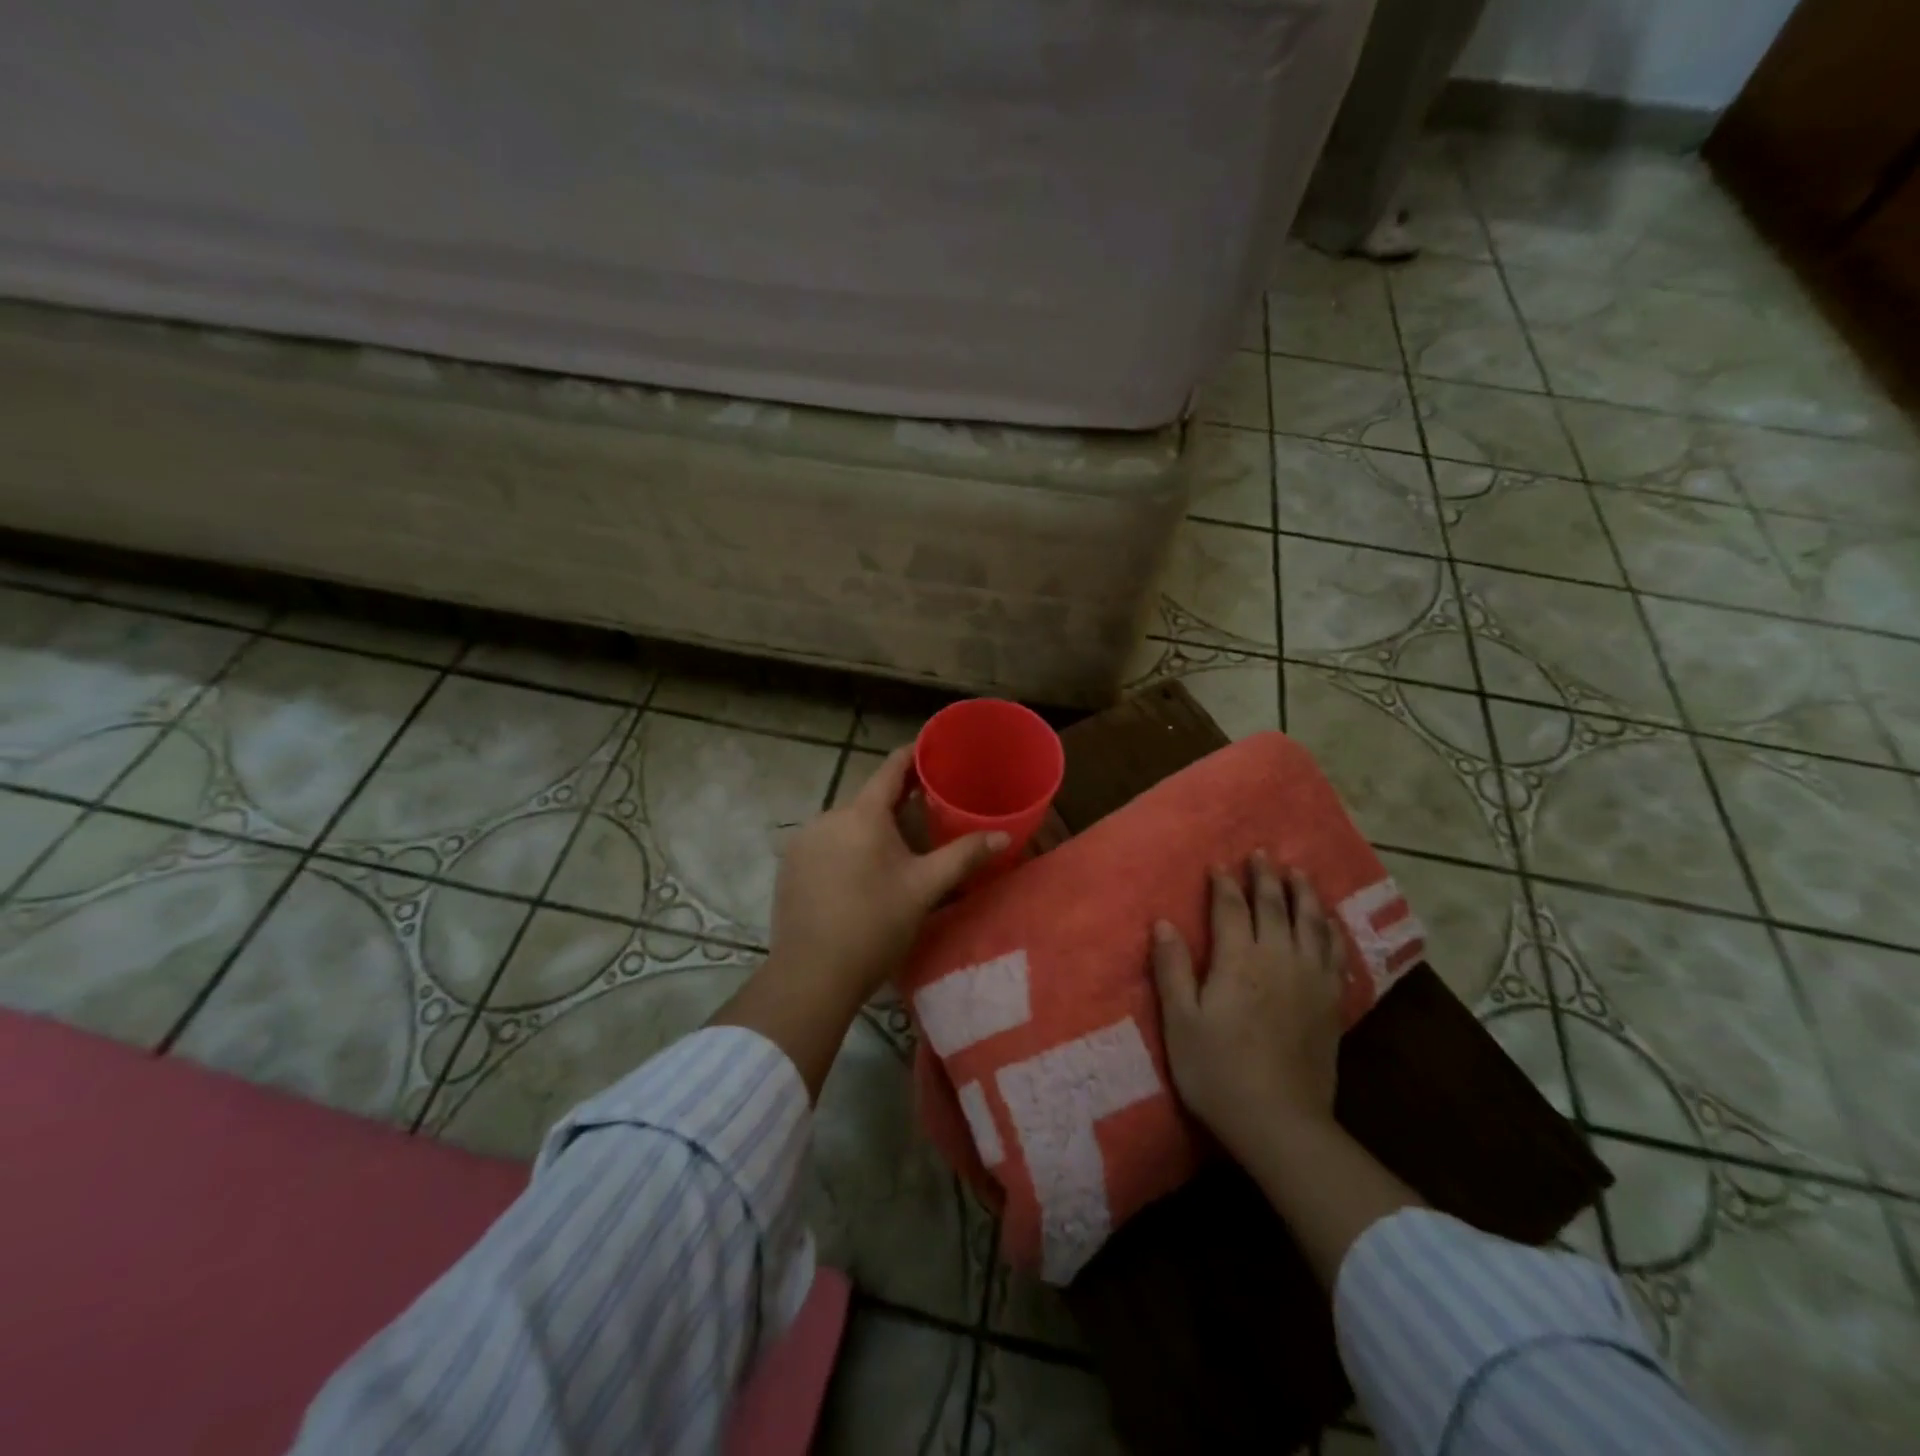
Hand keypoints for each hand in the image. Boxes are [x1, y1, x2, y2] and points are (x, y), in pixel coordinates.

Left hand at [766, 747, 1007, 1004]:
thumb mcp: (925, 888)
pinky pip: (825, 843)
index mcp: (862, 814)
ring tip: (895, 849)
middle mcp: (828, 817)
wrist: (812, 975)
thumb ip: (963, 856)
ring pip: (846, 823)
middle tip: (927, 810)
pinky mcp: (790, 865)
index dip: (913, 755)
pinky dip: (845, 847)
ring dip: (869, 828)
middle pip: (868, 799)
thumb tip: (1003, 835)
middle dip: (896, 802)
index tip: (933, 750)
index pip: (891, 769)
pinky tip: (858, 874)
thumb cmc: (875, 925)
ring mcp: (803, 841)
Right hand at [1151, 852, 1343, 1161]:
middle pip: (1275, 907)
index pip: (1232, 908)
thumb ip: (1172, 968)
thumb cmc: (1217, 1070)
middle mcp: (1279, 959)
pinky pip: (1334, 953)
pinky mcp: (1330, 1004)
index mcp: (1239, 960)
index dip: (1225, 884)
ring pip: (1311, 924)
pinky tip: (1329, 925)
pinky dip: (1330, 931)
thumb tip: (1163, 923)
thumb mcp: (1180, 1020)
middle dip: (1267, 877)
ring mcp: (1310, 980)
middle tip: (1262, 854)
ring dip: (1304, 894)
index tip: (1219, 864)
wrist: (1280, 1122)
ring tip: (1300, 873)